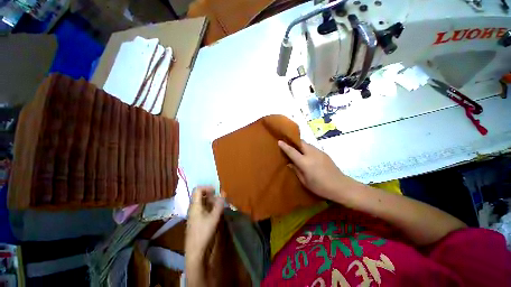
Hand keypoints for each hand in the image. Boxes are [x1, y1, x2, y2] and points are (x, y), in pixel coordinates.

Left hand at [185, 186, 223, 259]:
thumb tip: (223, 193)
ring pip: (201, 202)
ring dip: (210, 201)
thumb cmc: (204, 232)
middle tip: (219, 198)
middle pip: (200, 195)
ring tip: (219, 205)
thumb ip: (219, 204)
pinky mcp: (195, 219)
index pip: (198, 189)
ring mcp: (193, 214)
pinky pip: (202, 208)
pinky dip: (209, 207)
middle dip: (210, 194)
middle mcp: (192, 208)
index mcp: (195, 205)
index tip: (216, 191)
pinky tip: (215, 212)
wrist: (195, 251)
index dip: (207, 187)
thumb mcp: (214, 217)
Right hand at [278, 140, 355, 200]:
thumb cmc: (320, 187)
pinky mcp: (324, 153)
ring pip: (307, 144)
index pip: (292, 151)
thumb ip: (296, 170)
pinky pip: (312, 147)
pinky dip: (307, 148)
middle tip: (288, 143)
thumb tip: (290, 163)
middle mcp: (311, 154)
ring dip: (300, 144)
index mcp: (305, 162)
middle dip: (294, 141)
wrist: (341, 186)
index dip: (285, 146)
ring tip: (297, 149)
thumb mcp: (305, 181)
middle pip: (301, 143)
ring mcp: (319, 152)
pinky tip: (307, 154)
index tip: (279, 141)